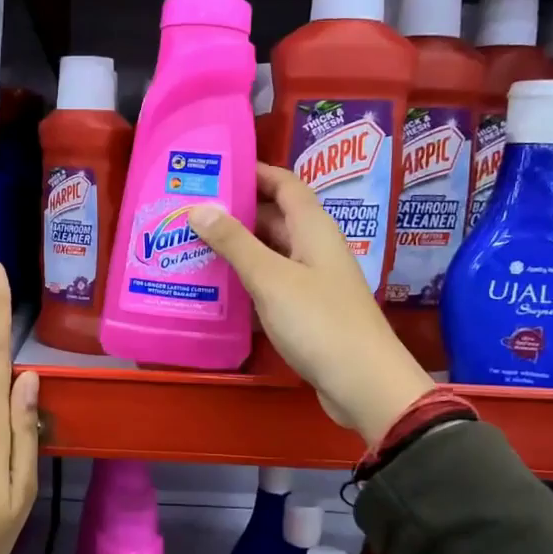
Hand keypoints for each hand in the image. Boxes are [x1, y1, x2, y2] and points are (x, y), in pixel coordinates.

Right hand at [190, 164, 434, 448]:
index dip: (254, 172)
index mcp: (314, 229)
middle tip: (189, 211)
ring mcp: (311, 281)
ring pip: (269, 253)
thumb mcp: (270, 278)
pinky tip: (214, 287)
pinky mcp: (305, 311)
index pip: (285, 184)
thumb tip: (199, 207)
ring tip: (191, 245)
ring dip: (236, 248)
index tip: (215, 169)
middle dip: (234, 212)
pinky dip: (244, 281)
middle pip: (273, 218)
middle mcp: (314, 248)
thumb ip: (234, 243)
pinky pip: (270, 284)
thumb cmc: (318, 322)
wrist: (362, 384)